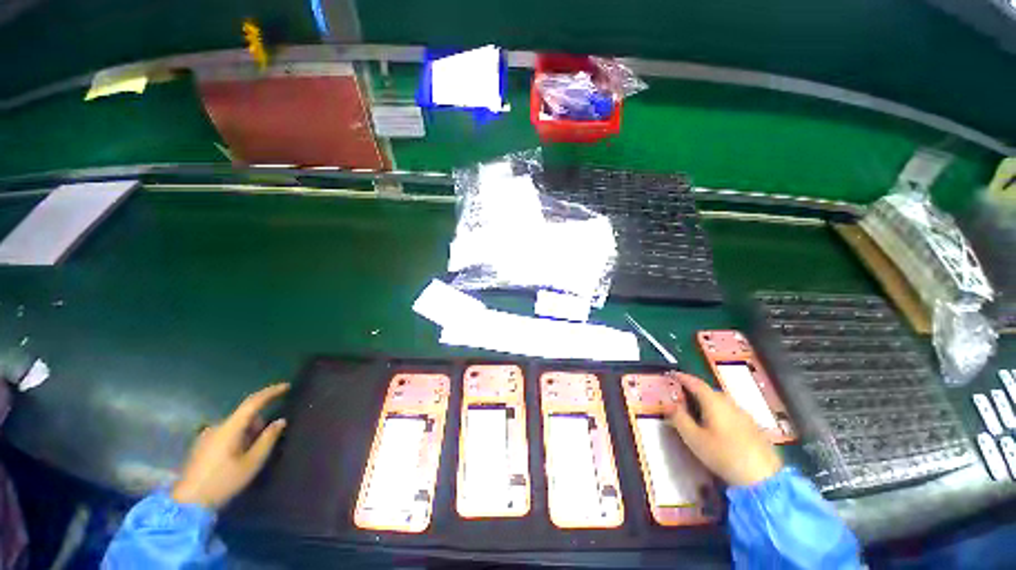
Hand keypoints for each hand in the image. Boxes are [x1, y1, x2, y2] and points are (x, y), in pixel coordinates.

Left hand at [172, 383, 289, 509]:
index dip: (271, 392)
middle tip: (264, 443)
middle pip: (245, 416)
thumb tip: (280, 421)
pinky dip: (236, 439)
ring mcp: (206, 436)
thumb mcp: (252, 463)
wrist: (188, 503)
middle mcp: (217, 427)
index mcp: (230, 428)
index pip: (253, 402)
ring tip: (248, 455)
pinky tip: (235, 459)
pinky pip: (225, 434)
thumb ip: (267, 439)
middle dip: (258, 423)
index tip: (287, 386)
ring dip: (247, 433)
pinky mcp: (201, 445)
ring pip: (235, 426)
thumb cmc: (223, 482)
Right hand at [669, 373, 781, 486]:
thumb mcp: (694, 438)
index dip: (683, 377)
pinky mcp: (753, 426)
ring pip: (722, 401)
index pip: (695, 383)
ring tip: (698, 411)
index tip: (672, 374)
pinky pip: (731, 412)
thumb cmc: (723, 455)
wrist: (763, 477)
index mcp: (714, 402)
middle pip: (709, 391)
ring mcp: (744, 414)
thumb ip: (679, 418)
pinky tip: (718, 426)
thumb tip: (668, 404)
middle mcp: (730, 403)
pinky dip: (720, 412)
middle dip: (695, 390)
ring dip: (708, 402)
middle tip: (682, 396)